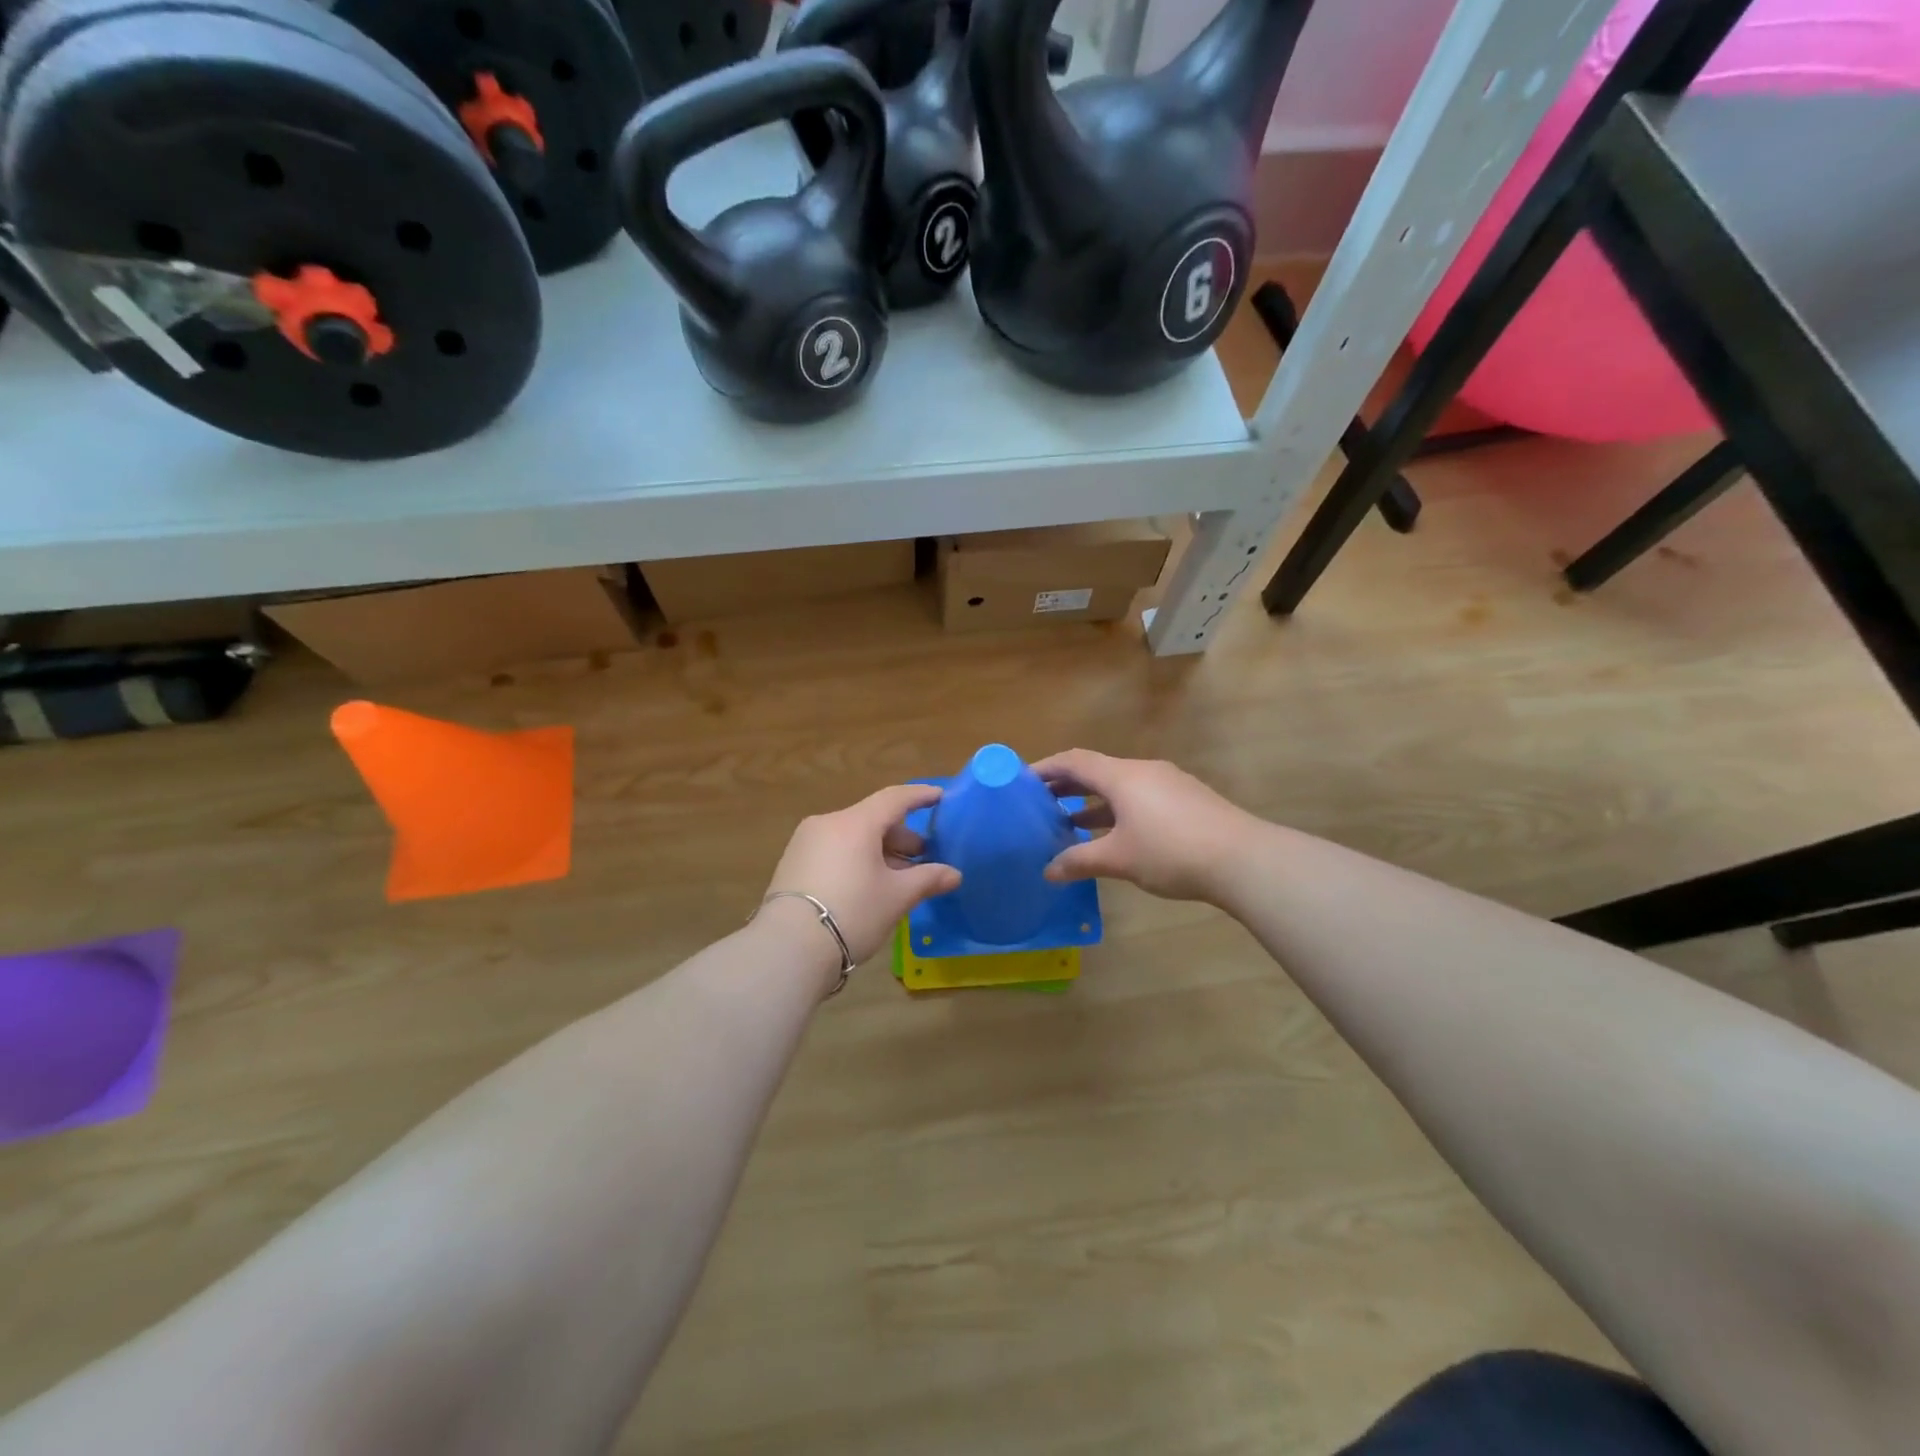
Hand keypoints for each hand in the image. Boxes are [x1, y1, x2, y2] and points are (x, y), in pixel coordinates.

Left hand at [762, 784, 961, 971]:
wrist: (788, 949)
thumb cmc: (852, 913)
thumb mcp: (896, 897)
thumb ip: (927, 879)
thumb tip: (954, 874)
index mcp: (855, 823)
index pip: (894, 798)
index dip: (920, 796)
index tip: (939, 796)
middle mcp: (828, 823)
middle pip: (872, 819)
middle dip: (901, 836)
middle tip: (923, 857)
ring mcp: (805, 842)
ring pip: (852, 836)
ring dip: (878, 850)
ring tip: (898, 876)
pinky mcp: (792, 863)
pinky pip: (834, 850)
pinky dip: (856, 858)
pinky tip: (868, 884)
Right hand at [1033, 749, 1255, 903]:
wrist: (1243, 859)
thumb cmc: (1171, 852)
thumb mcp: (1119, 859)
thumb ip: (1080, 861)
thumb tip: (1048, 871)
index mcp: (1122, 776)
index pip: (1074, 761)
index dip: (1045, 768)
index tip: (1021, 782)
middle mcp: (1143, 771)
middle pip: (1096, 770)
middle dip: (1066, 785)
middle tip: (1039, 803)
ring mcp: (1168, 784)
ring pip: (1119, 786)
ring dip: (1092, 800)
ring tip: (1068, 821)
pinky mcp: (1186, 800)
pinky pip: (1140, 797)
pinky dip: (1117, 809)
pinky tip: (1113, 835)